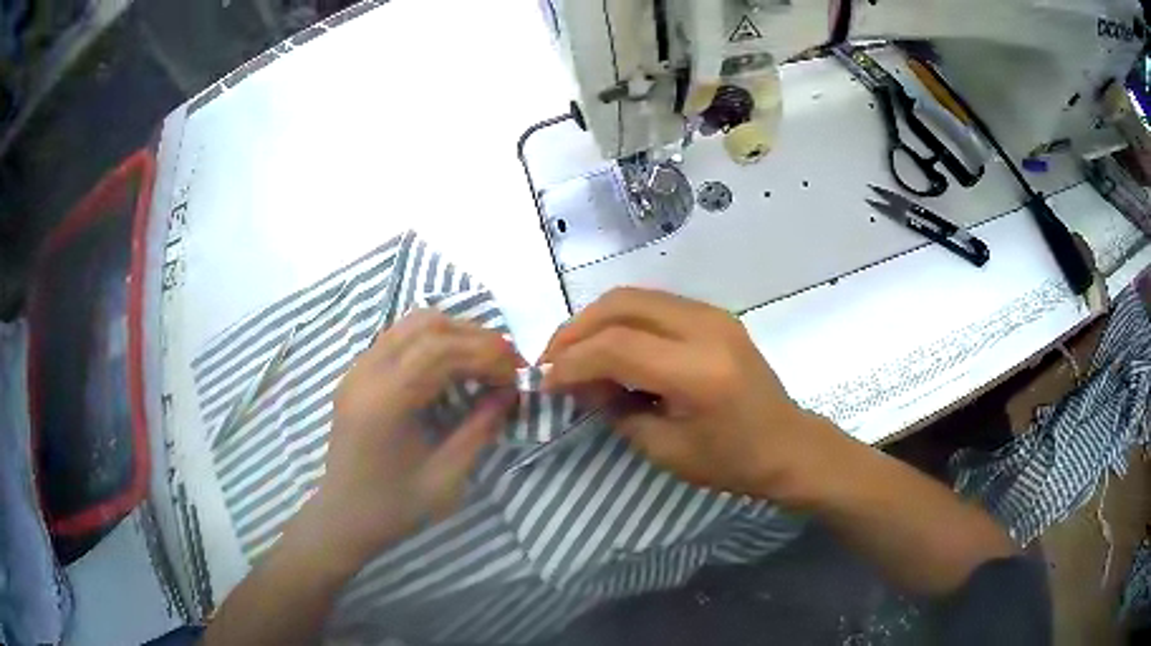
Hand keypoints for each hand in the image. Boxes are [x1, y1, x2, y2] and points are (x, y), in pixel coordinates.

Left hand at [293, 309, 518, 565]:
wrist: (345, 517)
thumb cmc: (395, 506)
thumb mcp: (447, 478)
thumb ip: (479, 429)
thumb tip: (509, 392)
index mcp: (385, 401)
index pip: (441, 351)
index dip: (486, 354)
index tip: (517, 375)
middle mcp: (367, 372)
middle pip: (427, 326)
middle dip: (475, 337)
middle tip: (507, 364)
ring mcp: (358, 368)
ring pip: (412, 324)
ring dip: (455, 333)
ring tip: (484, 360)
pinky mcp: (358, 373)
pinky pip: (399, 337)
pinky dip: (433, 340)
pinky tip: (452, 365)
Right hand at [541, 288, 840, 500]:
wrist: (787, 444)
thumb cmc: (731, 461)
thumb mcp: (665, 450)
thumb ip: (616, 410)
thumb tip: (581, 383)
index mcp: (698, 371)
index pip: (617, 347)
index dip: (571, 361)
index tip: (545, 382)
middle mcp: (706, 328)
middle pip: (621, 305)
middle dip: (575, 330)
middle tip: (551, 360)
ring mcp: (712, 314)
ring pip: (634, 296)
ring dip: (595, 321)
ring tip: (573, 353)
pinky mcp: (713, 314)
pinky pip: (653, 304)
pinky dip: (621, 320)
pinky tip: (609, 347)